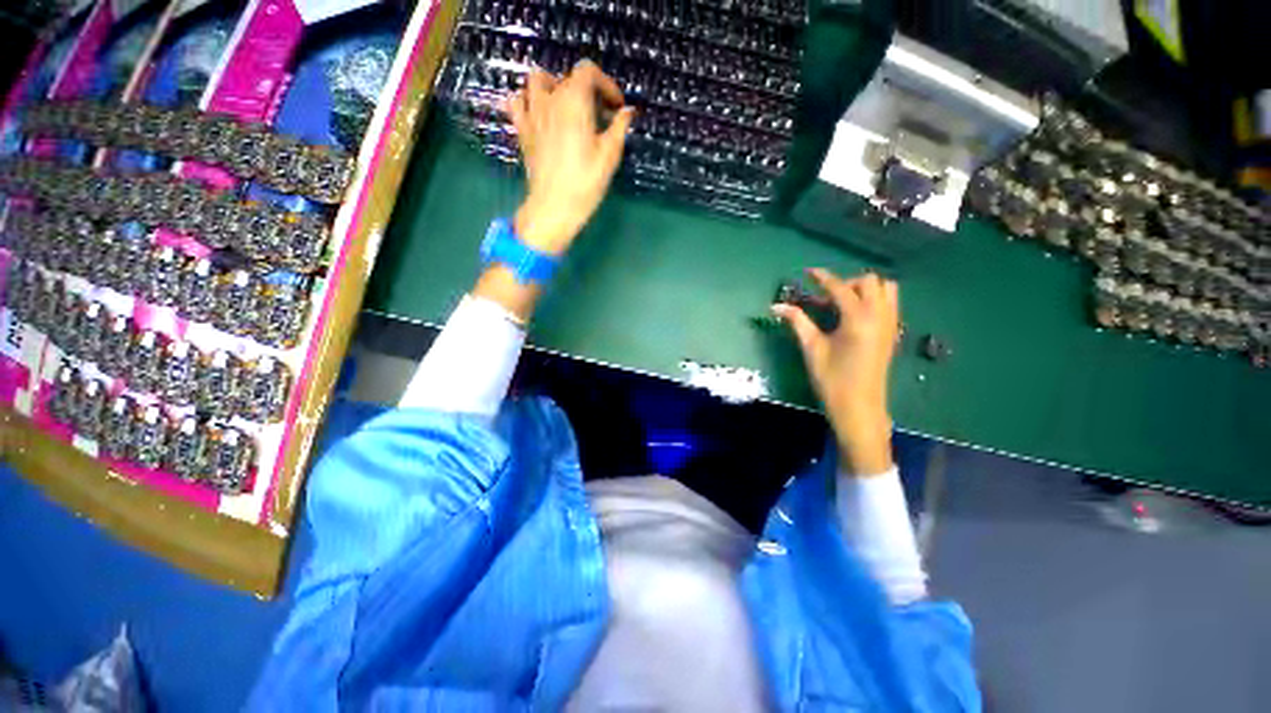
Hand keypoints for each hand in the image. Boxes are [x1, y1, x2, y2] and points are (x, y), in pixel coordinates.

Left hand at [505, 60, 634, 255]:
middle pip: (566, 77)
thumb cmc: (585, 183)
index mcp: (574, 101)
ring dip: (552, 86)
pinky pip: (516, 103)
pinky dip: (526, 101)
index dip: (606, 84)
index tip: (616, 107)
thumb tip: (627, 111)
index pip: (588, 72)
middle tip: (598, 114)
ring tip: (565, 106)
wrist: (553, 208)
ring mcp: (531, 114)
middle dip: (586, 90)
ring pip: (536, 81)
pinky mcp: (522, 131)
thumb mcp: (609, 156)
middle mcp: (549, 100)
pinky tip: (537, 114)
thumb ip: (619, 128)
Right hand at [772, 270, 899, 475]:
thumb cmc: (832, 379)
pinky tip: (854, 316)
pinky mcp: (893, 333)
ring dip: (864, 289)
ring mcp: (891, 324)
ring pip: (886, 289)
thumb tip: (775, 306)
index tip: (808, 272)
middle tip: (824, 298)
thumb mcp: (811, 348)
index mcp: (858, 319)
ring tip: (842, 303)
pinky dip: (873, 299)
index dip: (822, 277)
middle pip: (869, 281)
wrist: (859, 408)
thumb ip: (797, 322)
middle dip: (845, 283)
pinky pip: (889, 303)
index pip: (840, 288)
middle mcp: (880, 316)